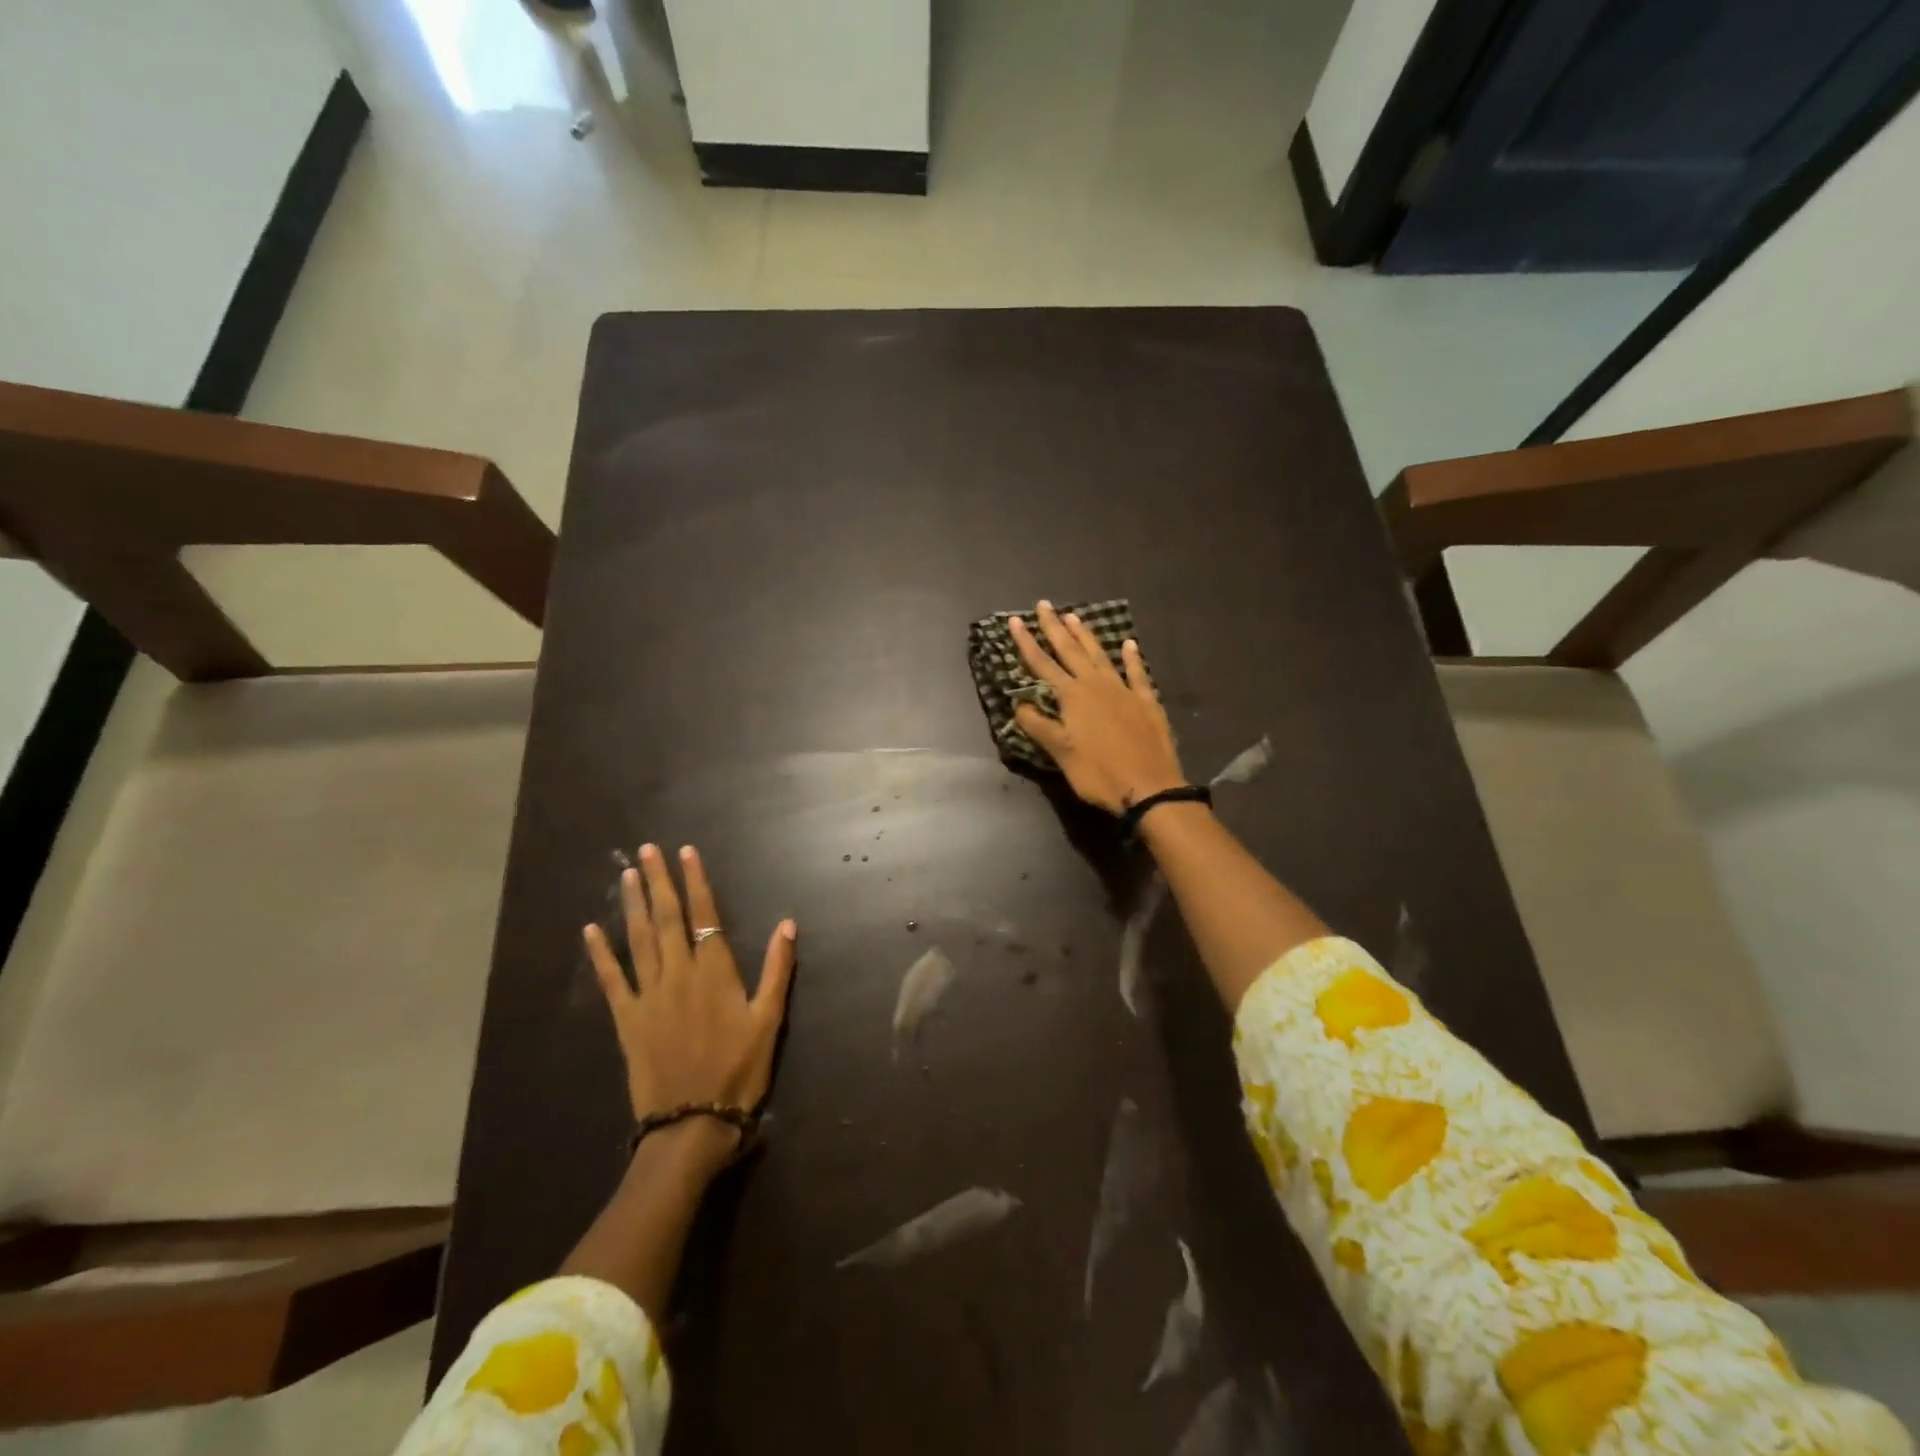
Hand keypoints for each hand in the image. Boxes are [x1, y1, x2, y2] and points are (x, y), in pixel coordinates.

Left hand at [583, 844, 796, 1167]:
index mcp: (715, 972)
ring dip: (631, 905)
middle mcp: (679, 974)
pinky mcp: (627, 1019)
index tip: (686, 853)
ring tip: (626, 874)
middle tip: (646, 850)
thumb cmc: (739, 1071)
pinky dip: (600, 954)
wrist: (693, 1123)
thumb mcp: (769, 1020)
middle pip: (666, 918)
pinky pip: (611, 980)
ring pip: (638, 939)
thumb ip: (777, 970)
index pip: (705, 915)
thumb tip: (787, 924)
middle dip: (657, 881)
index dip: (696, 881)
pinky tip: (590, 930)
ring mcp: (649, 995)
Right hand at [1009, 601, 1186, 814]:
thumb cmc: (1099, 774)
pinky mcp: (1147, 702)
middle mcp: (1097, 685)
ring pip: (1101, 656)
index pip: (1043, 664)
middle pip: (1071, 651)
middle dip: (1055, 628)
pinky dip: (1132, 658)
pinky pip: (1137, 674)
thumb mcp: (1061, 753)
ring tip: (1074, 616)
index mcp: (1073, 697)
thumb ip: (1039, 726)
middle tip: (1044, 605)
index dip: (1027, 643)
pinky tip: (1129, 645)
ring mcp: (1124, 691)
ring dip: (1086, 636)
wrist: (1150, 788)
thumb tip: (1018, 704)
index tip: (1015, 620)